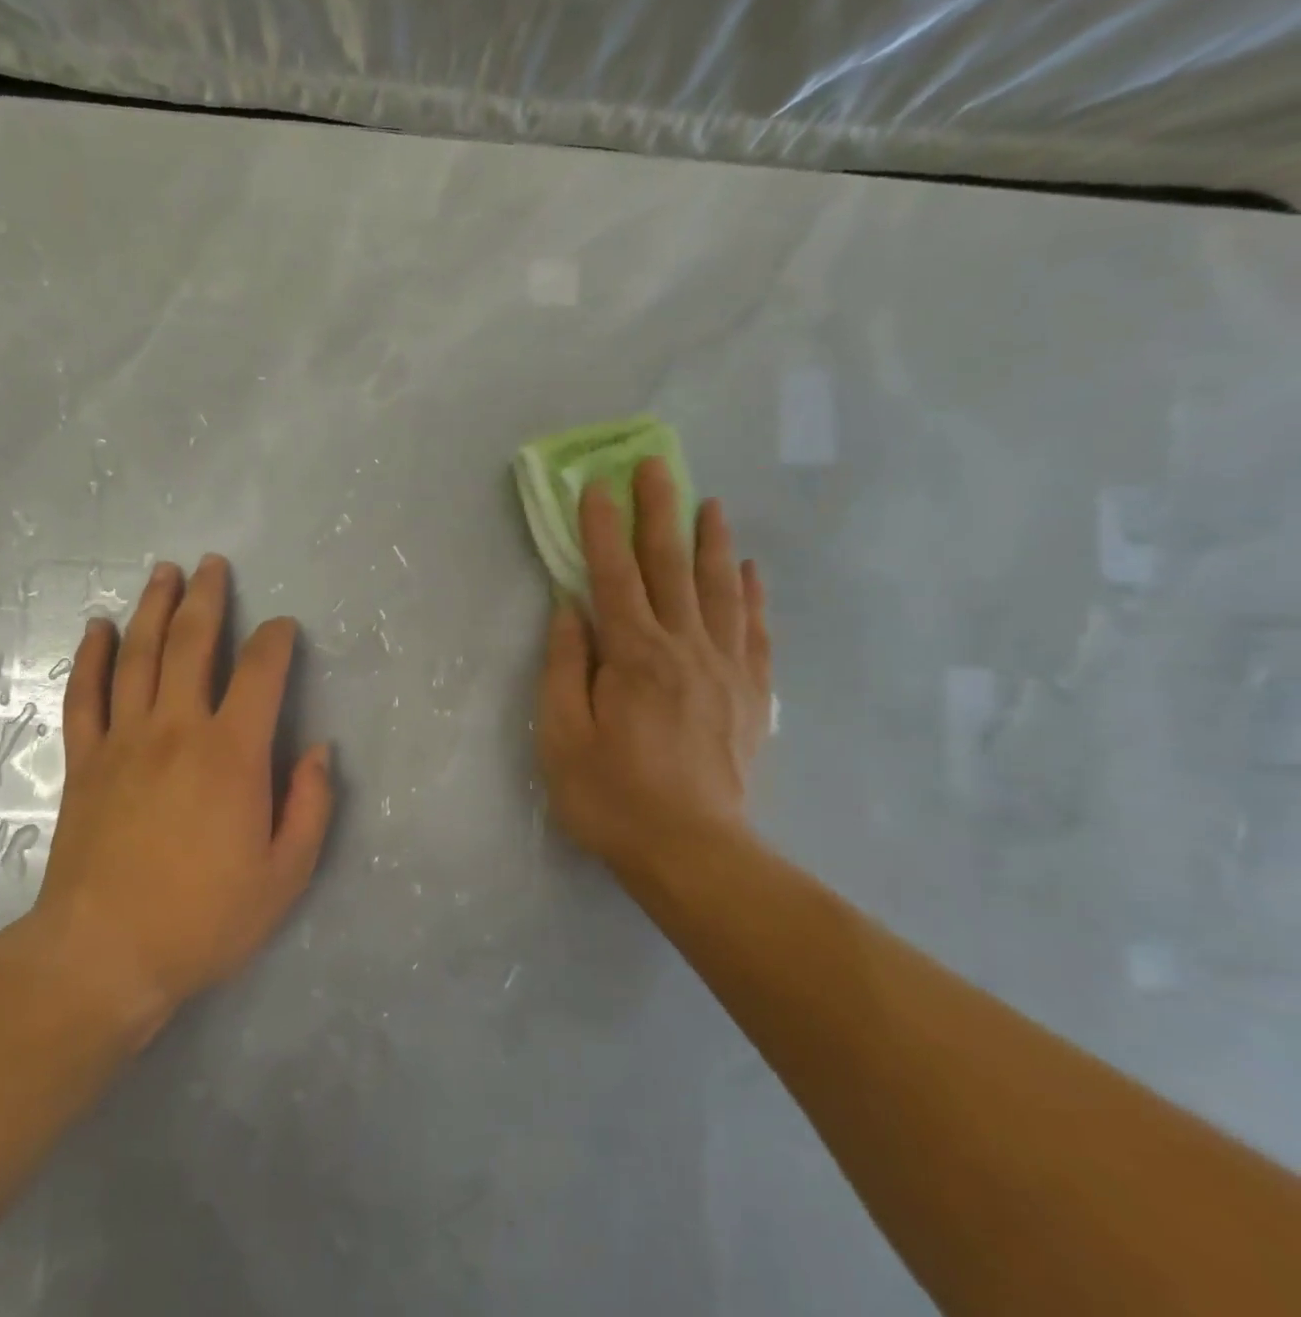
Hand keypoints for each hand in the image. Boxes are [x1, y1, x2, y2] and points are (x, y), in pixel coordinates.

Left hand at [27, 555, 333, 1033]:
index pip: (260, 673)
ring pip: (138, 656)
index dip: (275, 641)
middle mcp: (177, 730)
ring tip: (163, 573)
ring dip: (152, 609)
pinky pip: (85, 695)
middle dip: (206, 599)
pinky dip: (92, 657)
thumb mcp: (285, 875)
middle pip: (192, 644)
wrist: (105, 953)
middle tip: (211, 565)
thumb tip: (318, 750)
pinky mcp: (85, 761)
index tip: (282, 627)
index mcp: (232, 754)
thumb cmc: (205, 918)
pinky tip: (98, 629)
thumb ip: (310, 806)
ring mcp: (123, 741)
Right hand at [536, 459, 773, 883]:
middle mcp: (684, 648)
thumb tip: (569, 610)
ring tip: (709, 503)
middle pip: (671, 567)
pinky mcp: (751, 695)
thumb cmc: (611, 796)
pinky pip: (755, 631)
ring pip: (720, 589)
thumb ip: (564, 668)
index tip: (595, 487)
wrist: (692, 851)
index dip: (601, 529)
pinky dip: (753, 596)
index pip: (613, 577)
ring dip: (712, 542)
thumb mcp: (561, 736)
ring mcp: (725, 669)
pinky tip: (751, 572)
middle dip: (659, 512)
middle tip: (656, 464)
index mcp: (633, 656)